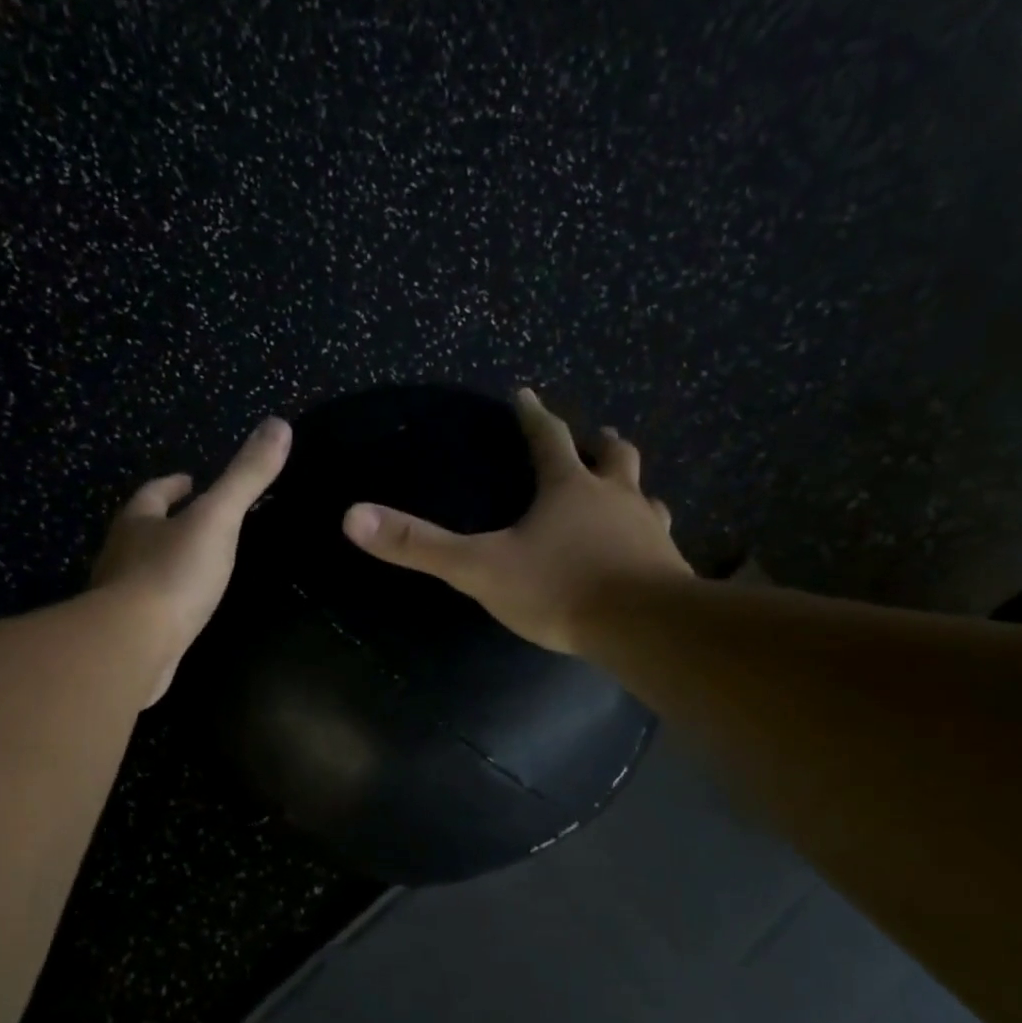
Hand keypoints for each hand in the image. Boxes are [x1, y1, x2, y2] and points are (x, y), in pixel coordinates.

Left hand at [92, 416, 291, 704]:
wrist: (133, 646)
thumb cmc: (172, 575)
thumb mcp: (217, 520)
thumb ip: (245, 478)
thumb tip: (279, 424)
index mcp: (138, 522)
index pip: (153, 493)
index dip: (172, 485)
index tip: (190, 480)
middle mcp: (121, 554)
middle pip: (142, 530)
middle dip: (165, 522)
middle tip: (195, 520)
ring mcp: (120, 596)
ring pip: (142, 569)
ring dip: (164, 562)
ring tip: (195, 564)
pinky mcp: (128, 634)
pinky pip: (148, 608)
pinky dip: (166, 601)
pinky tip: (185, 610)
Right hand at [340, 388, 690, 655]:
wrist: (641, 627)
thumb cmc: (558, 589)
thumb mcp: (479, 568)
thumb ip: (419, 545)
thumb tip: (353, 516)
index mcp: (568, 489)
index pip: (548, 438)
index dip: (534, 416)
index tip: (526, 395)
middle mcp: (615, 498)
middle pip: (612, 457)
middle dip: (598, 445)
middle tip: (593, 438)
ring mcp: (648, 530)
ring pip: (644, 495)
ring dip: (631, 488)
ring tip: (624, 492)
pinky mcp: (668, 565)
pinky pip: (660, 539)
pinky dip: (649, 535)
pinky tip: (646, 550)